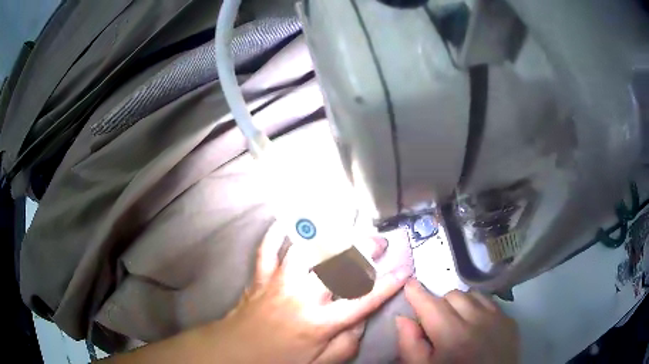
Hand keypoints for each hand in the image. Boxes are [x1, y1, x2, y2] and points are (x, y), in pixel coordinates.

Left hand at [206, 223, 412, 363]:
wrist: (234, 353)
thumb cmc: (278, 360)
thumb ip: (346, 345)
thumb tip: (362, 322)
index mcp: (320, 323)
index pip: (363, 300)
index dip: (388, 284)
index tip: (404, 270)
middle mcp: (303, 298)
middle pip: (338, 265)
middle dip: (363, 249)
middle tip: (378, 241)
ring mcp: (279, 283)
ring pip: (306, 249)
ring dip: (328, 234)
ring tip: (344, 224)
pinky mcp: (260, 277)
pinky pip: (267, 248)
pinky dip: (277, 233)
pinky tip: (287, 222)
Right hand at [396, 281, 518, 363]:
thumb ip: (410, 345)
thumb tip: (403, 318)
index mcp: (452, 336)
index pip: (431, 305)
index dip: (417, 293)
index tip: (409, 284)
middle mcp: (478, 321)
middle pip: (452, 295)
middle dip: (439, 304)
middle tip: (435, 322)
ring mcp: (498, 318)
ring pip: (473, 295)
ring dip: (460, 304)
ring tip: (457, 321)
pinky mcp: (510, 321)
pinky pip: (490, 302)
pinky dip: (478, 306)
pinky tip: (475, 323)